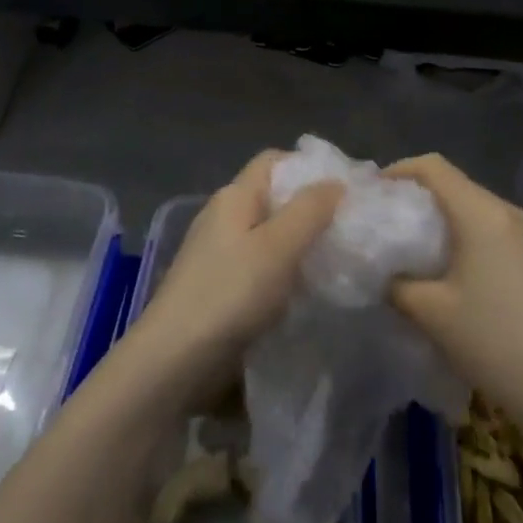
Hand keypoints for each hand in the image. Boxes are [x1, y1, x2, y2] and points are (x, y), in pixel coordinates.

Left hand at [129, 151, 341, 403]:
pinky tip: (304, 292)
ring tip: (335, 261)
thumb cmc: (230, 293)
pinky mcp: (218, 288)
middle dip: (309, 210)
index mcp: (234, 197)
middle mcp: (223, 217)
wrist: (174, 362)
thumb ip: (310, 210)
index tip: (343, 189)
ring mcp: (217, 254)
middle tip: (348, 229)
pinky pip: (259, 267)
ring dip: (299, 245)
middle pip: (272, 198)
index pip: (273, 161)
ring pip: (268, 235)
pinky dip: (283, 273)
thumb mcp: (279, 246)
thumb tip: (335, 182)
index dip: (308, 167)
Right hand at [386, 155, 522, 429]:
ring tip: (415, 249)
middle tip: (388, 224)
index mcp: (482, 212)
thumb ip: (396, 282)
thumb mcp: (429, 312)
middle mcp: (509, 211)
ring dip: (443, 220)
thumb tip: (382, 270)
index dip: (398, 171)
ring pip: (475, 208)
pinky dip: (467, 236)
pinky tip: (452, 270)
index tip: (373, 195)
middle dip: (418, 198)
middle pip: (455, 185)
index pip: (433, 167)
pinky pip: (494, 229)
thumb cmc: (492, 342)